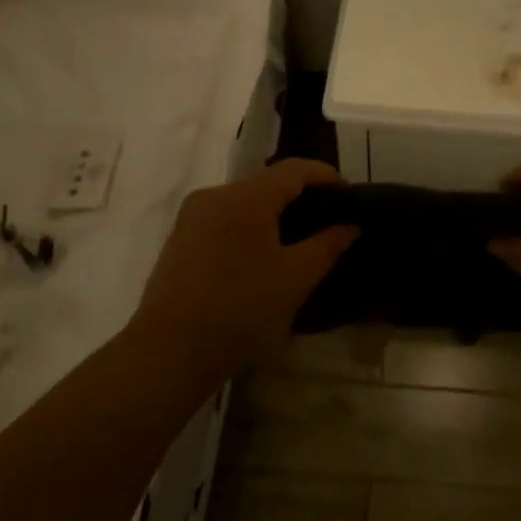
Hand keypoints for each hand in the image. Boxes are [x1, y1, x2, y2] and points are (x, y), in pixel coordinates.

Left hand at [132, 158, 355, 380]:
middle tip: (328, 220)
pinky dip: (249, 228)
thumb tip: (350, 226)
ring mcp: (192, 217)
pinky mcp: (179, 240)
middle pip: (267, 183)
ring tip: (299, 240)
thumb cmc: (241, 309)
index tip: (350, 194)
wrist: (170, 351)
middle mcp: (215, 196)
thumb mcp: (296, 278)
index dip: (326, 175)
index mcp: (246, 197)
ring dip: (274, 214)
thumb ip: (327, 245)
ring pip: (244, 203)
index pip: (294, 169)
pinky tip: (262, 257)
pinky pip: (224, 220)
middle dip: (300, 196)